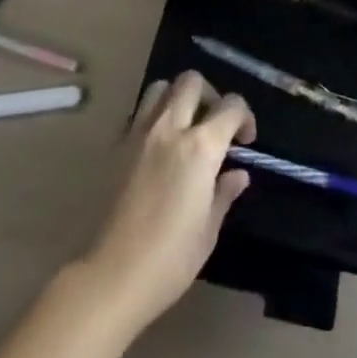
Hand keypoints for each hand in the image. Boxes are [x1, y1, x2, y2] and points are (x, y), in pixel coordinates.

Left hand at [76, 72, 255, 335]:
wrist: (111, 275)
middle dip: (210, 95)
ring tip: (185, 126)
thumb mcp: (208, 231)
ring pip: (162, 87)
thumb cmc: (169, 260)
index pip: (231, 106)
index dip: (245, 116)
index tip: (246, 140)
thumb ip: (224, 193)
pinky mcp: (118, 145)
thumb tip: (238, 174)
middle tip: (214, 125)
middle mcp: (170, 128)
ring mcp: (140, 133)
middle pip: (192, 81)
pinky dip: (154, 115)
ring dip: (178, 97)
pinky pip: (140, 112)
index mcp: (201, 147)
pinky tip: (159, 146)